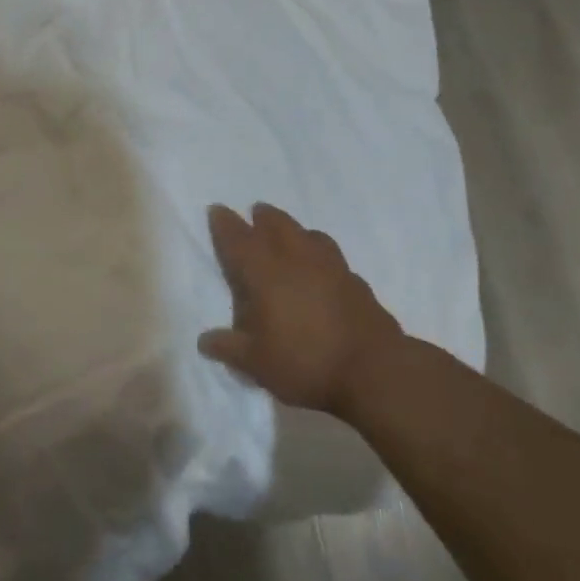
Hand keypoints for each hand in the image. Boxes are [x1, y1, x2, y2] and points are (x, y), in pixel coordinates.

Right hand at [198, 203, 404, 416]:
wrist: (374, 371)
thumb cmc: (305, 362)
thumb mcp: (257, 363)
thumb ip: (229, 348)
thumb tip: (204, 341)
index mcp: (265, 273)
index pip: (239, 240)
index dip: (225, 224)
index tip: (217, 210)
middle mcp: (296, 260)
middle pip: (277, 225)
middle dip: (264, 217)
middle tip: (256, 212)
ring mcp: (331, 267)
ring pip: (308, 234)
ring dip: (294, 229)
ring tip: (289, 234)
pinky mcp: (356, 282)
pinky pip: (332, 256)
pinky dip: (320, 253)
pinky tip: (321, 269)